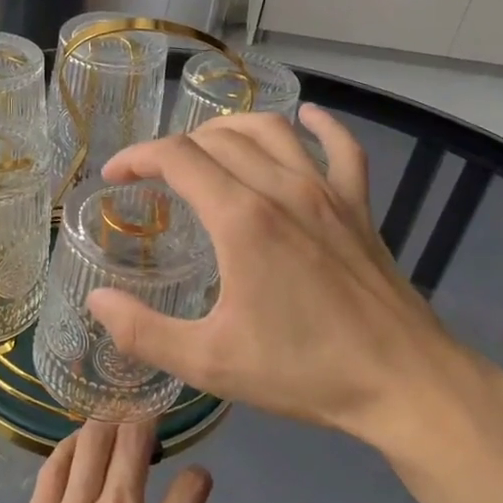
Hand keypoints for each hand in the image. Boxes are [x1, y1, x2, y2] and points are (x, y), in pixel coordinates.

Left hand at [0, 420, 247, 502]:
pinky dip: (68, 447)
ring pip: (91, 442)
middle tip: (149, 424)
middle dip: (147, 423)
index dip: (199, 478)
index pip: (191, 487)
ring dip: (107, 425)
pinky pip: (53, 466)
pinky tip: (75, 447)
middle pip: (134, 442)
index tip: (197, 482)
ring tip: (114, 426)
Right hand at [86, 108, 502, 461]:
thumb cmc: (303, 371)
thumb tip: (97, 301)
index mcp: (241, 218)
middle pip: (217, 138)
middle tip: (152, 177)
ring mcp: (327, 192)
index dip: (137, 157)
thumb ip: (143, 331)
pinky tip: (306, 119)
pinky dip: (320, 126)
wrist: (406, 384)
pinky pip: (341, 147)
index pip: (176, 157)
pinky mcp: (359, 207)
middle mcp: (282, 188)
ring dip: (229, 129)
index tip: (114, 177)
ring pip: (271, 130)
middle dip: (174, 147)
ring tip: (205, 148)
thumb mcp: (209, 362)